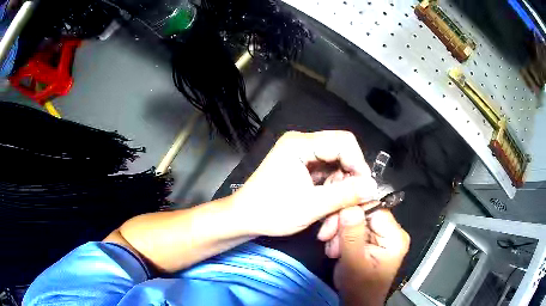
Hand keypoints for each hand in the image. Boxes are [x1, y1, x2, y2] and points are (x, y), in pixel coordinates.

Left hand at [232, 131, 377, 236]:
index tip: (365, 189)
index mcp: (300, 144)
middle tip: (351, 204)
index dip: (358, 164)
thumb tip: (373, 187)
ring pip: (336, 168)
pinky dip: (331, 193)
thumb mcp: (312, 206)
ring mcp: (302, 156)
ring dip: (339, 191)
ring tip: (333, 215)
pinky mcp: (302, 168)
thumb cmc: (271, 212)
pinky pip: (326, 176)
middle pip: (341, 154)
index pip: (343, 142)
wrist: (244, 219)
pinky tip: (328, 210)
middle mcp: (302, 144)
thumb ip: (345, 195)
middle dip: (348, 181)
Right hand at [333, 206, 409, 305]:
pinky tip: (335, 250)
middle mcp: (391, 233)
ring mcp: (380, 236)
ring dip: (339, 233)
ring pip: (355, 221)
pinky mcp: (370, 241)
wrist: (357, 303)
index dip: (352, 212)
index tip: (332, 222)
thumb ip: (352, 236)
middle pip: (364, 214)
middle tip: (327, 238)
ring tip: (333, 250)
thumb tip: (350, 208)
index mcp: (395, 237)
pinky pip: (353, 230)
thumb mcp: (354, 263)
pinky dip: (340, 237)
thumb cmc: (360, 288)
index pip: (375, 209)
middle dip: (342, 225)